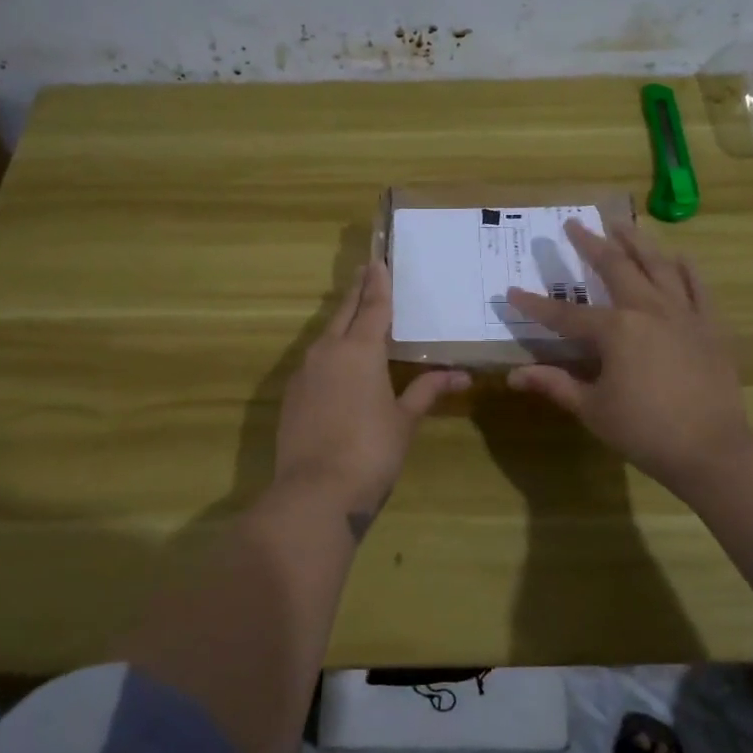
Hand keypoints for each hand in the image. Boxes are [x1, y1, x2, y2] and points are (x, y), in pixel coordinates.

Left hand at [274, 260, 469, 526]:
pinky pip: (314, 361)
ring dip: (341, 321)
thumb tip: (460, 375)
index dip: (378, 283)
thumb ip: (427, 391)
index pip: (372, 306)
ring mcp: (305, 373)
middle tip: (365, 272)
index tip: (377, 260)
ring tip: (355, 315)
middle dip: (357, 292)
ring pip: (325, 335)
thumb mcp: (405, 420)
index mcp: (360, 350)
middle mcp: (328, 351)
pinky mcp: (292, 395)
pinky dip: (329, 351)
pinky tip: (337, 364)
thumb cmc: (371, 451)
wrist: (315, 492)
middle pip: (343, 312)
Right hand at [505, 220, 752, 502]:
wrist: (713, 450)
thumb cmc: (645, 431)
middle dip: (590, 244)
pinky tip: (677, 256)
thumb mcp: (592, 409)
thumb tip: (514, 376)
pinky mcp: (710, 325)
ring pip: (657, 266)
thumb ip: (555, 385)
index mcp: (615, 330)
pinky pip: (698, 287)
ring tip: (621, 223)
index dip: (535, 305)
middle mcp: (648, 310)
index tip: (511, 291)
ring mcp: (683, 313)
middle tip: (574, 223)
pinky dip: (686, 269)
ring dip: (636, 242)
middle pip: (614, 268)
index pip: (565, 315)